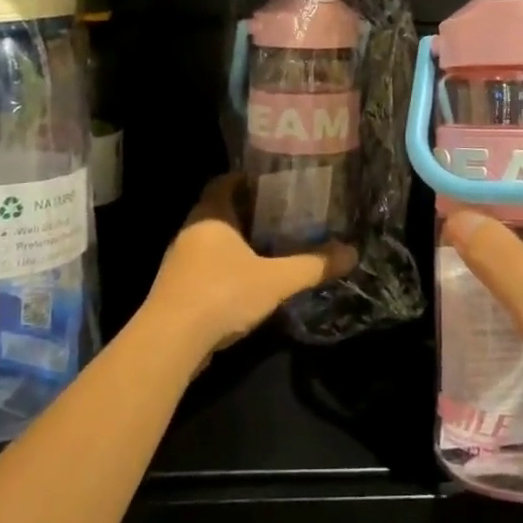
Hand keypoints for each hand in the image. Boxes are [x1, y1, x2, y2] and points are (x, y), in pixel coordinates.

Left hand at [140, 175, 356, 366]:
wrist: (170, 342)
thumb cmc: (222, 294)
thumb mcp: (276, 280)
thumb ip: (312, 265)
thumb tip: (352, 253)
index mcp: (210, 216)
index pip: (225, 182)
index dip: (248, 179)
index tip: (275, 183)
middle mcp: (191, 232)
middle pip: (221, 211)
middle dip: (249, 213)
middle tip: (283, 215)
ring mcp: (180, 262)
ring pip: (213, 242)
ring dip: (238, 243)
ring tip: (272, 247)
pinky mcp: (177, 290)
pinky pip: (207, 268)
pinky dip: (227, 269)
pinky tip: (250, 282)